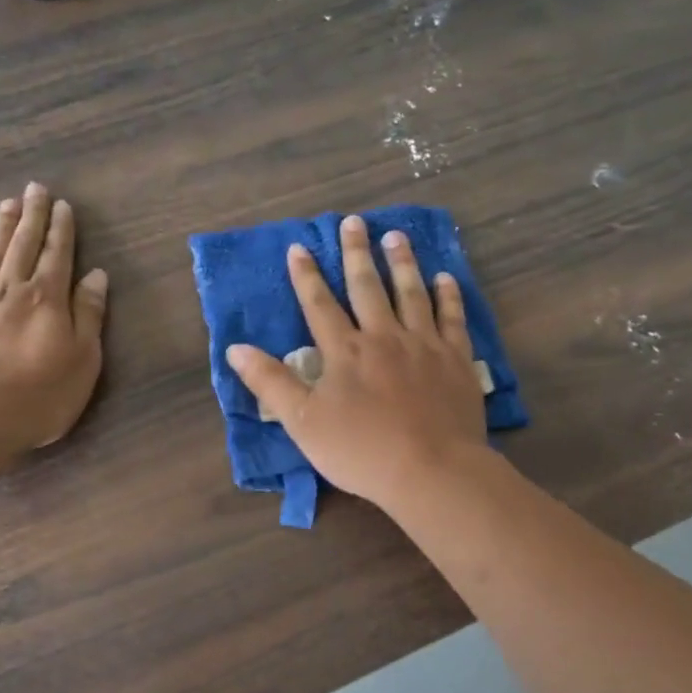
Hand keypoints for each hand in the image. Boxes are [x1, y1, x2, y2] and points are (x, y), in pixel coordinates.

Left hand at [0, 182, 108, 452]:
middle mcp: (12, 288)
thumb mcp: (83, 360)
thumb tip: (96, 274)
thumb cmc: (42, 395)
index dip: (61, 229)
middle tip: (34, 189)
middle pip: (23, 244)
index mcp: (48, 298)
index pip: (57, 254)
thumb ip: (89, 314)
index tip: (62, 205)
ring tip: (7, 204)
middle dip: (31, 216)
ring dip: (1, 227)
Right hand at [228, 215, 485, 511]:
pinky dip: (448, 296)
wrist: (430, 470)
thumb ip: (270, 383)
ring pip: (411, 293)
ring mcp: (424, 345)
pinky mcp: (456, 360)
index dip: (306, 276)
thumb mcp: (302, 423)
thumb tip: (235, 348)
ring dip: (402, 263)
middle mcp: (383, 337)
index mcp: (344, 352)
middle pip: (367, 287)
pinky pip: (452, 318)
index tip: (299, 247)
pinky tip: (446, 278)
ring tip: (395, 235)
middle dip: (356, 254)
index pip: (319, 305)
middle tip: (353, 222)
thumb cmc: (360, 451)